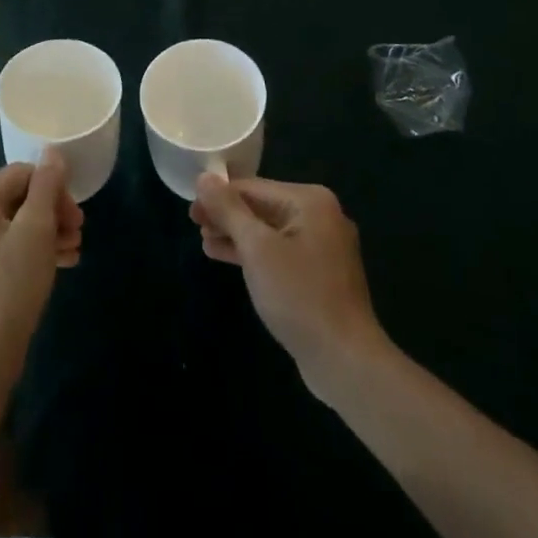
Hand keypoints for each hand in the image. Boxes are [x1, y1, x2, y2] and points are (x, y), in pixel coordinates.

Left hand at [0, 153, 83, 383]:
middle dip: (52, 213)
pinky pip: (4, 249)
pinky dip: (30, 253)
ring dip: (46, 234)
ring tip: (73, 252)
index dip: (54, 190)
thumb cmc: (9, 287)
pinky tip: (58, 266)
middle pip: (17, 199)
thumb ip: (46, 186)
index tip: (77, 217)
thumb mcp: (36, 230)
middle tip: (78, 234)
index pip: (22, 174)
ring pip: (13, 226)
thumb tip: (52, 151)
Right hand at [192, 174, 389, 397]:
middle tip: (194, 225)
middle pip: (262, 207)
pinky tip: (227, 258)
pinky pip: (280, 253)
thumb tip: (204, 177)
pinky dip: (255, 255)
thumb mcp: (257, 249)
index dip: (218, 196)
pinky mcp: (320, 274)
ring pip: (270, 232)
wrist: (345, 360)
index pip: (253, 188)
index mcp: (310, 201)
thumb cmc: (299, 296)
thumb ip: (229, 210)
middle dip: (227, 216)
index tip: (191, 210)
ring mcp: (323, 247)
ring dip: (237, 236)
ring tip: (205, 242)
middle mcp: (321, 216)